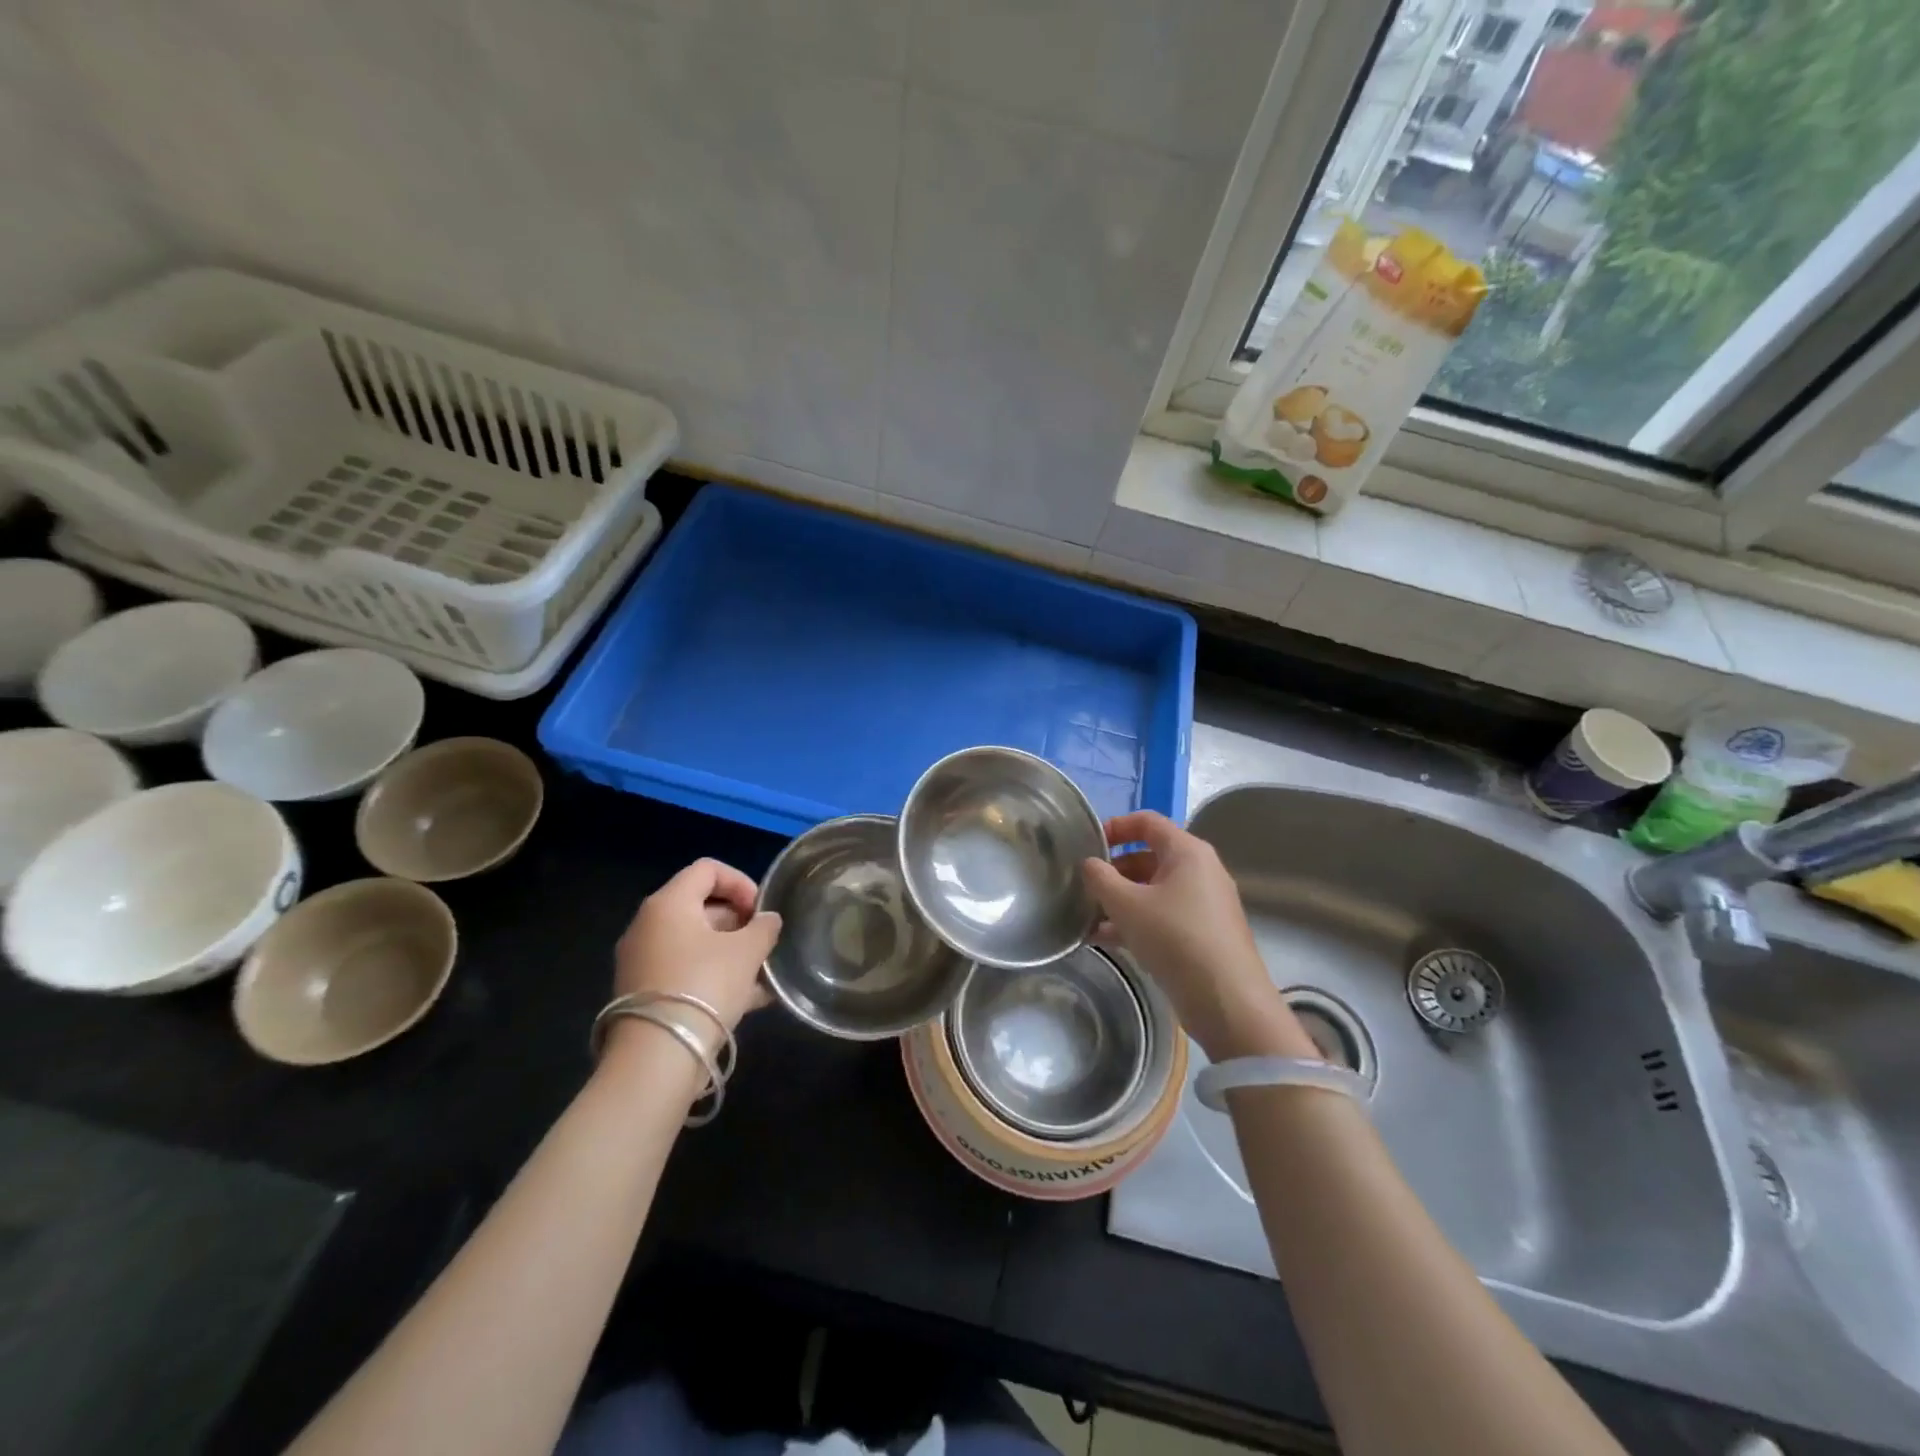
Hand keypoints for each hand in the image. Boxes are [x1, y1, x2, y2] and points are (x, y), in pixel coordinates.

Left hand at [612, 858, 781, 1034]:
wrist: (656, 1058)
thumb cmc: (704, 986)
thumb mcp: (747, 952)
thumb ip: (764, 928)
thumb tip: (768, 920)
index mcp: (668, 903)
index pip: (708, 869)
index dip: (741, 882)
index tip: (761, 911)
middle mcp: (648, 925)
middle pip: (701, 907)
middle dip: (739, 922)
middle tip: (763, 944)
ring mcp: (642, 961)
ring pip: (695, 943)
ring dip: (731, 952)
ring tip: (762, 975)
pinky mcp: (644, 994)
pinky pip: (685, 971)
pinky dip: (714, 976)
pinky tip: (748, 999)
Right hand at [1084, 812, 1317, 1062]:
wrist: (1227, 1001)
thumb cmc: (1175, 938)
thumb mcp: (1126, 904)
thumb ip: (1100, 878)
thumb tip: (1089, 864)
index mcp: (1187, 852)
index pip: (1147, 822)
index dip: (1115, 827)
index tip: (1088, 845)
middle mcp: (1199, 871)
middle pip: (1147, 857)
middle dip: (1112, 871)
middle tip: (1083, 887)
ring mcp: (1202, 904)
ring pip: (1152, 891)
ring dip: (1119, 901)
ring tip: (1085, 918)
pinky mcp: (1201, 933)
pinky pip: (1161, 916)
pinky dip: (1134, 922)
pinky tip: (1103, 940)